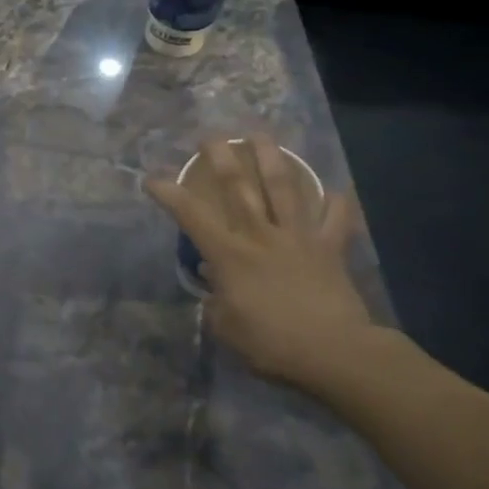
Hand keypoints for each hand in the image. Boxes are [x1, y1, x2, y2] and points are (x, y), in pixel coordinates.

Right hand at [145, 135, 386, 390]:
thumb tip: (216, 280)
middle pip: (239, 187)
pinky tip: (335, 190)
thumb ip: (216, 300)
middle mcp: (261, 236)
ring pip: (284, 189)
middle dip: (221, 158)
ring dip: (272, 159)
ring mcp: (298, 238)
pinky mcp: (330, 250)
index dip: (169, 193)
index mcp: (230, 254)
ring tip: (261, 136)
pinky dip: (336, 204)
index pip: (191, 215)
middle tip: (210, 135)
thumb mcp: (226, 327)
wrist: (335, 353)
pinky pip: (335, 221)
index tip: (152, 179)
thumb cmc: (271, 343)